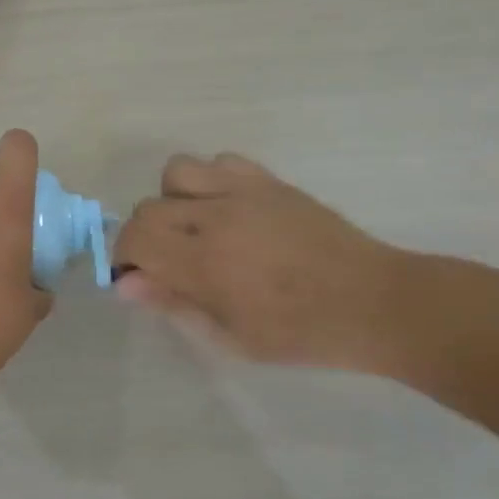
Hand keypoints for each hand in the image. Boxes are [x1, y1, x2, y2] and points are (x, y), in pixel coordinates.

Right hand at [112, 154, 405, 370]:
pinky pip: (221, 161)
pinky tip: (227, 209)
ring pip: (177, 172)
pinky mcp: (269, 181)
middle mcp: (216, 217)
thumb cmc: (300, 333)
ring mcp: (244, 192)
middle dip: (144, 236)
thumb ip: (174, 305)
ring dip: (173, 200)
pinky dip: (211, 181)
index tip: (140, 278)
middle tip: (168, 262)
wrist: (373, 302)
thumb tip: (126, 284)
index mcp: (205, 263)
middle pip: (148, 207)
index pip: (135, 239)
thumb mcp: (231, 337)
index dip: (125, 258)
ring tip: (194, 228)